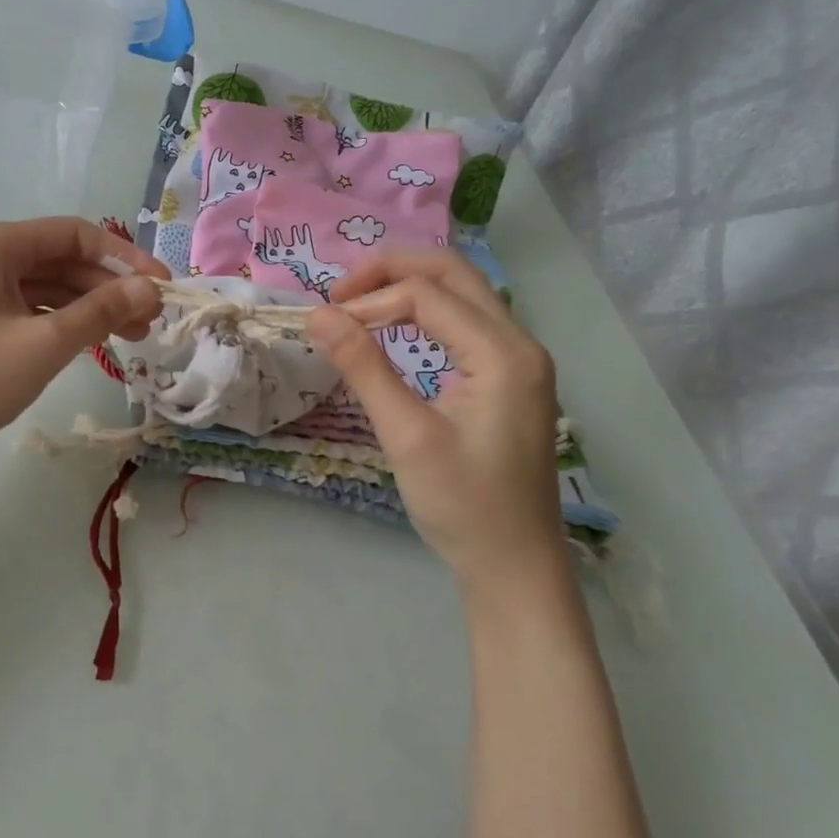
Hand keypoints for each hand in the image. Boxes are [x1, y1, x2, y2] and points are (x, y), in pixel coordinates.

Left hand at [0, 218, 165, 464]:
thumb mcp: (44, 344)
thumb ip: (101, 311)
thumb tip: (150, 290)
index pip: (73, 234)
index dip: (124, 259)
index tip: (161, 287)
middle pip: (57, 258)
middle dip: (106, 288)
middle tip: (149, 321)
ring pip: (40, 284)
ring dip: (84, 307)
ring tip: (128, 337)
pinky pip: (19, 303)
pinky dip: (54, 319)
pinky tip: (85, 342)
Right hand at [306, 250, 562, 585]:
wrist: (515, 566)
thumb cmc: (463, 506)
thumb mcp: (406, 436)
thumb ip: (363, 367)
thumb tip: (318, 315)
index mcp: (503, 354)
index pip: (426, 296)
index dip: (369, 301)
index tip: (325, 326)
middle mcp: (520, 343)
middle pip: (452, 273)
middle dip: (391, 271)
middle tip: (339, 294)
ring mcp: (520, 358)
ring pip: (462, 291)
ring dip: (408, 286)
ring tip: (358, 303)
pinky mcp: (510, 376)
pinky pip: (466, 319)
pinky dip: (425, 310)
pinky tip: (395, 327)